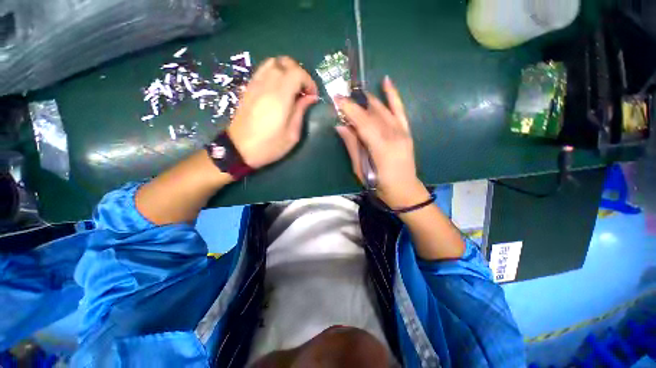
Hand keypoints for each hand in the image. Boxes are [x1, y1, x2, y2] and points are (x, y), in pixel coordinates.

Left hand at [228, 56, 318, 168]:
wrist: (239, 149)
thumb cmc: (269, 145)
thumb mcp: (292, 134)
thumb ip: (301, 111)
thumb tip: (310, 97)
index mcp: (280, 97)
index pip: (297, 73)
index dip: (309, 81)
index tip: (313, 96)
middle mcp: (266, 84)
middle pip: (285, 62)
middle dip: (299, 73)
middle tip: (304, 90)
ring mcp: (255, 84)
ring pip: (273, 62)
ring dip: (287, 71)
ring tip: (292, 88)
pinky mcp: (248, 88)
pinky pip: (263, 70)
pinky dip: (275, 73)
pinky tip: (279, 89)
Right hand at [335, 76, 429, 208]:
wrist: (405, 190)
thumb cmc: (380, 185)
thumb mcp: (360, 169)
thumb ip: (352, 146)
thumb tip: (341, 126)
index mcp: (380, 146)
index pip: (362, 121)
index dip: (349, 108)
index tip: (336, 99)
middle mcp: (393, 134)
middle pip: (371, 113)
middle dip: (354, 104)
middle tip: (341, 99)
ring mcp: (402, 131)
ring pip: (382, 109)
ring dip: (367, 100)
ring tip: (354, 94)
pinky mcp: (406, 131)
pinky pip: (399, 109)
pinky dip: (393, 95)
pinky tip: (386, 81)